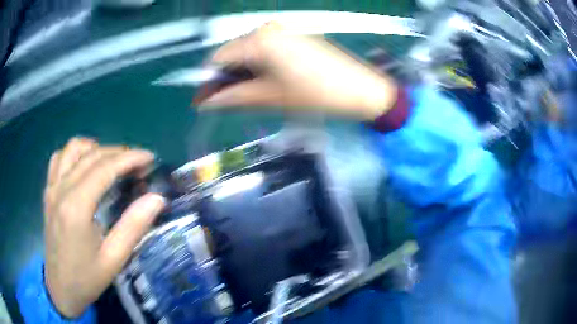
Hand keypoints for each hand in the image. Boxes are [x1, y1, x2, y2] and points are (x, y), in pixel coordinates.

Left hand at [43, 137, 165, 317]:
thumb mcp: (114, 260)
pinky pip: (60, 158)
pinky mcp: (48, 191)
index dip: (130, 158)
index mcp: (77, 207)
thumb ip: (133, 227)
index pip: (105, 168)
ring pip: (74, 148)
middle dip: (119, 153)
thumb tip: (156, 198)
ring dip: (96, 149)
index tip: (150, 158)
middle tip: (138, 165)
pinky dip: (75, 154)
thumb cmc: (87, 278)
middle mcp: (62, 189)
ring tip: (110, 164)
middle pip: (92, 155)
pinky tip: (84, 168)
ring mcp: (52, 187)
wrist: (60, 288)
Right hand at [196, 22, 397, 119]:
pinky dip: (258, 66)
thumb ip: (232, 98)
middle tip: (224, 102)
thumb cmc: (314, 95)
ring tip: (245, 95)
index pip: (218, 58)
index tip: (205, 101)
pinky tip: (263, 81)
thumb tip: (205, 103)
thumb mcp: (269, 98)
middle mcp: (268, 28)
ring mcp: (283, 30)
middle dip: (226, 78)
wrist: (359, 89)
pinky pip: (265, 49)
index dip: (208, 81)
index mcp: (259, 40)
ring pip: (248, 52)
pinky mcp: (294, 35)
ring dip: (241, 73)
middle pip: (233, 53)